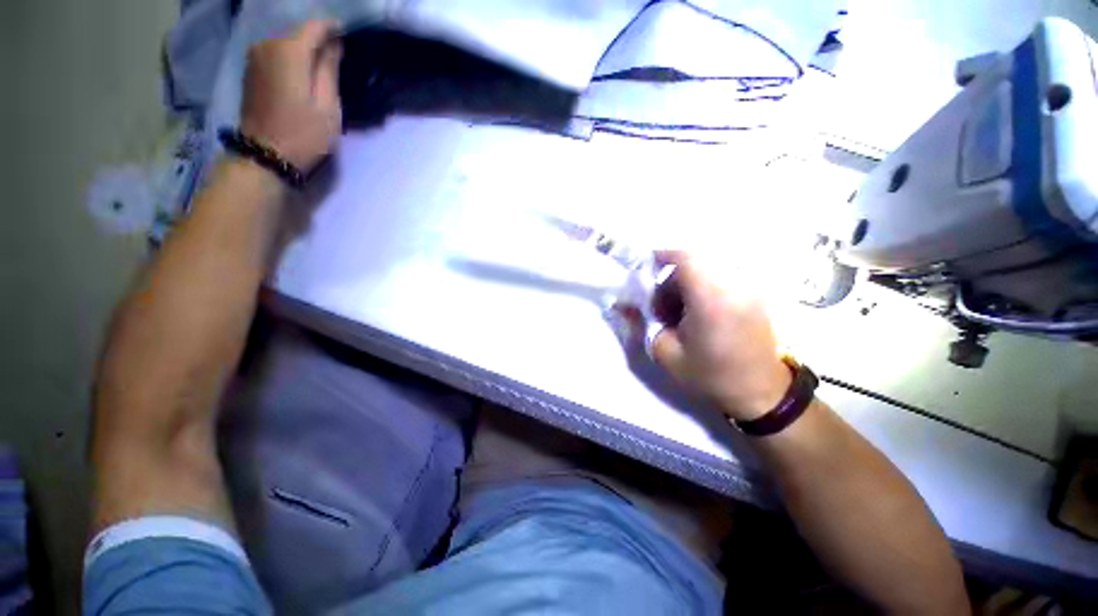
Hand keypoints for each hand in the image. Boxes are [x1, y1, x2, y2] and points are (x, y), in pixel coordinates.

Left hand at [241, 20, 342, 171]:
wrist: (265, 154)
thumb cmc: (304, 134)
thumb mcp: (328, 105)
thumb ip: (329, 69)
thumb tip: (334, 44)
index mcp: (289, 51)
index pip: (315, 27)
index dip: (333, 29)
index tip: (348, 36)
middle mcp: (267, 45)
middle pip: (299, 34)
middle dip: (319, 41)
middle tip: (338, 57)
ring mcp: (255, 57)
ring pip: (286, 44)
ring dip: (304, 52)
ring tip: (322, 67)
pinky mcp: (251, 71)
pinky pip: (276, 54)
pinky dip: (291, 59)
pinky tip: (302, 74)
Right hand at [650, 251, 791, 421]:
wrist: (761, 394)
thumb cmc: (710, 375)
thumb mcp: (666, 353)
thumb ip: (642, 323)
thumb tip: (623, 304)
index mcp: (710, 300)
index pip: (685, 259)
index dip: (662, 256)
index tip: (645, 268)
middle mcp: (732, 287)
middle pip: (694, 264)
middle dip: (670, 279)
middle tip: (660, 307)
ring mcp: (747, 290)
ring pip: (706, 272)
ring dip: (686, 286)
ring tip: (677, 314)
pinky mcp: (753, 297)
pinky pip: (720, 281)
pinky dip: (701, 290)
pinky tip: (695, 314)